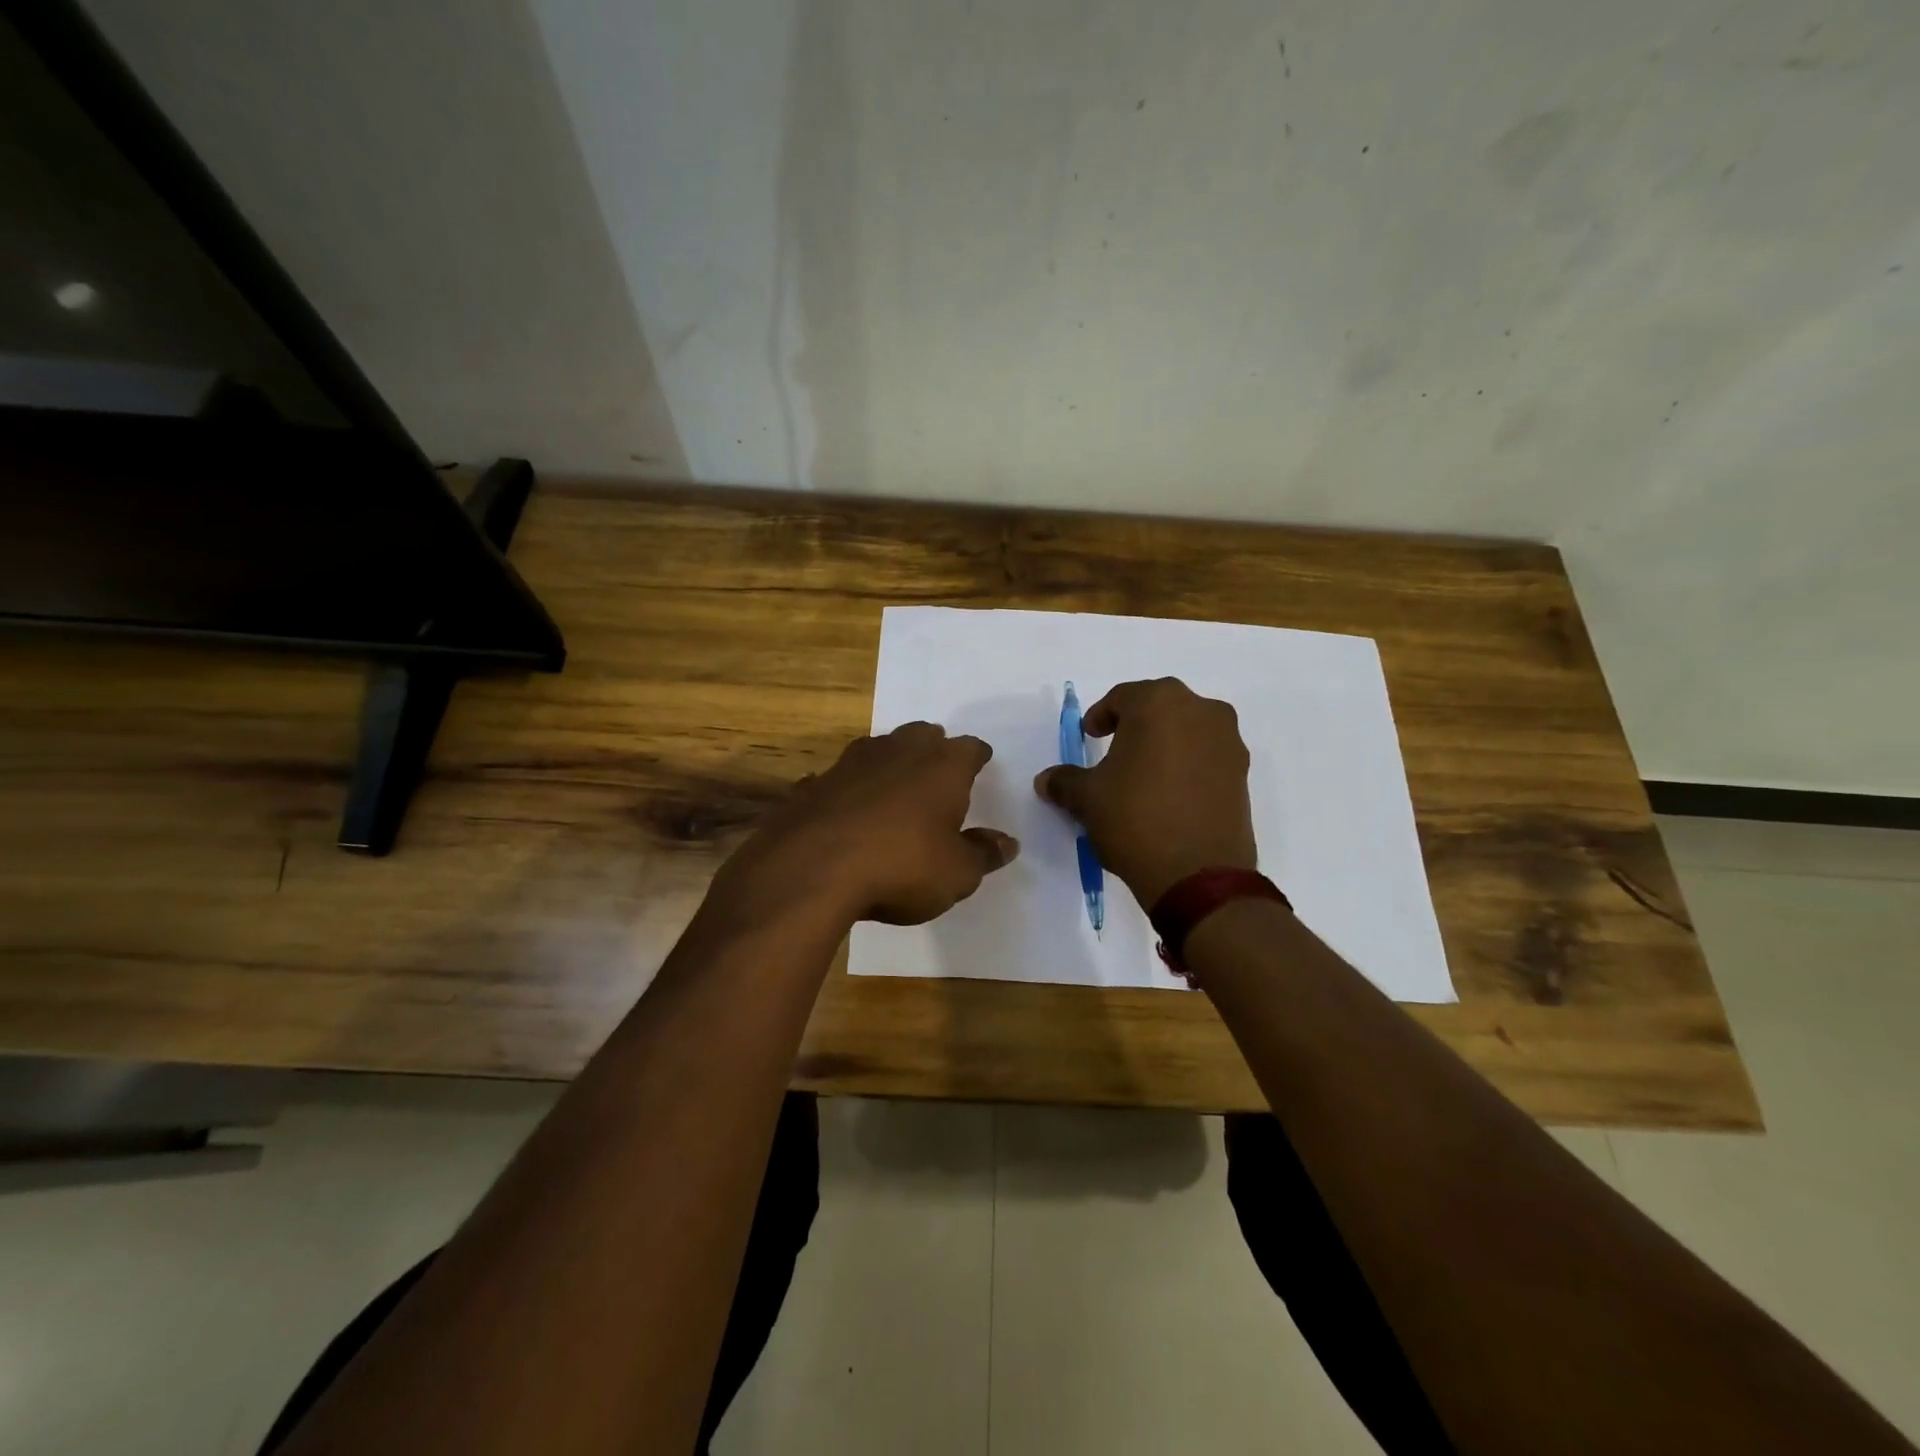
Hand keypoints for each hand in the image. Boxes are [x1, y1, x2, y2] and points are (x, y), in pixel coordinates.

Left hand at [715, 723, 1017, 927]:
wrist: (812, 869)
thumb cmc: (901, 866)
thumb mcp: (957, 873)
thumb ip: (983, 854)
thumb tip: (1007, 843)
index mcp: (942, 765)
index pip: (970, 748)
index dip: (977, 757)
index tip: (981, 763)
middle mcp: (899, 751)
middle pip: (923, 735)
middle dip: (933, 748)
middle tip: (939, 768)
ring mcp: (851, 763)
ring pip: (880, 749)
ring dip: (890, 763)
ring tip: (895, 785)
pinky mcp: (814, 783)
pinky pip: (840, 779)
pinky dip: (849, 790)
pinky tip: (847, 810)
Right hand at [1034, 677, 1256, 907]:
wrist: (1199, 876)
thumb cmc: (1135, 819)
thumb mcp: (1087, 799)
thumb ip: (1065, 781)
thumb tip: (1046, 780)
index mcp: (1160, 703)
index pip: (1123, 697)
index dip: (1101, 716)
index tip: (1089, 737)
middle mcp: (1201, 711)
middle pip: (1160, 707)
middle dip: (1135, 725)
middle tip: (1114, 750)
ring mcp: (1229, 742)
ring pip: (1188, 730)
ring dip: (1165, 744)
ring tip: (1143, 775)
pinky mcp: (1243, 774)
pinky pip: (1207, 756)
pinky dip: (1187, 765)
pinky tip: (1169, 794)